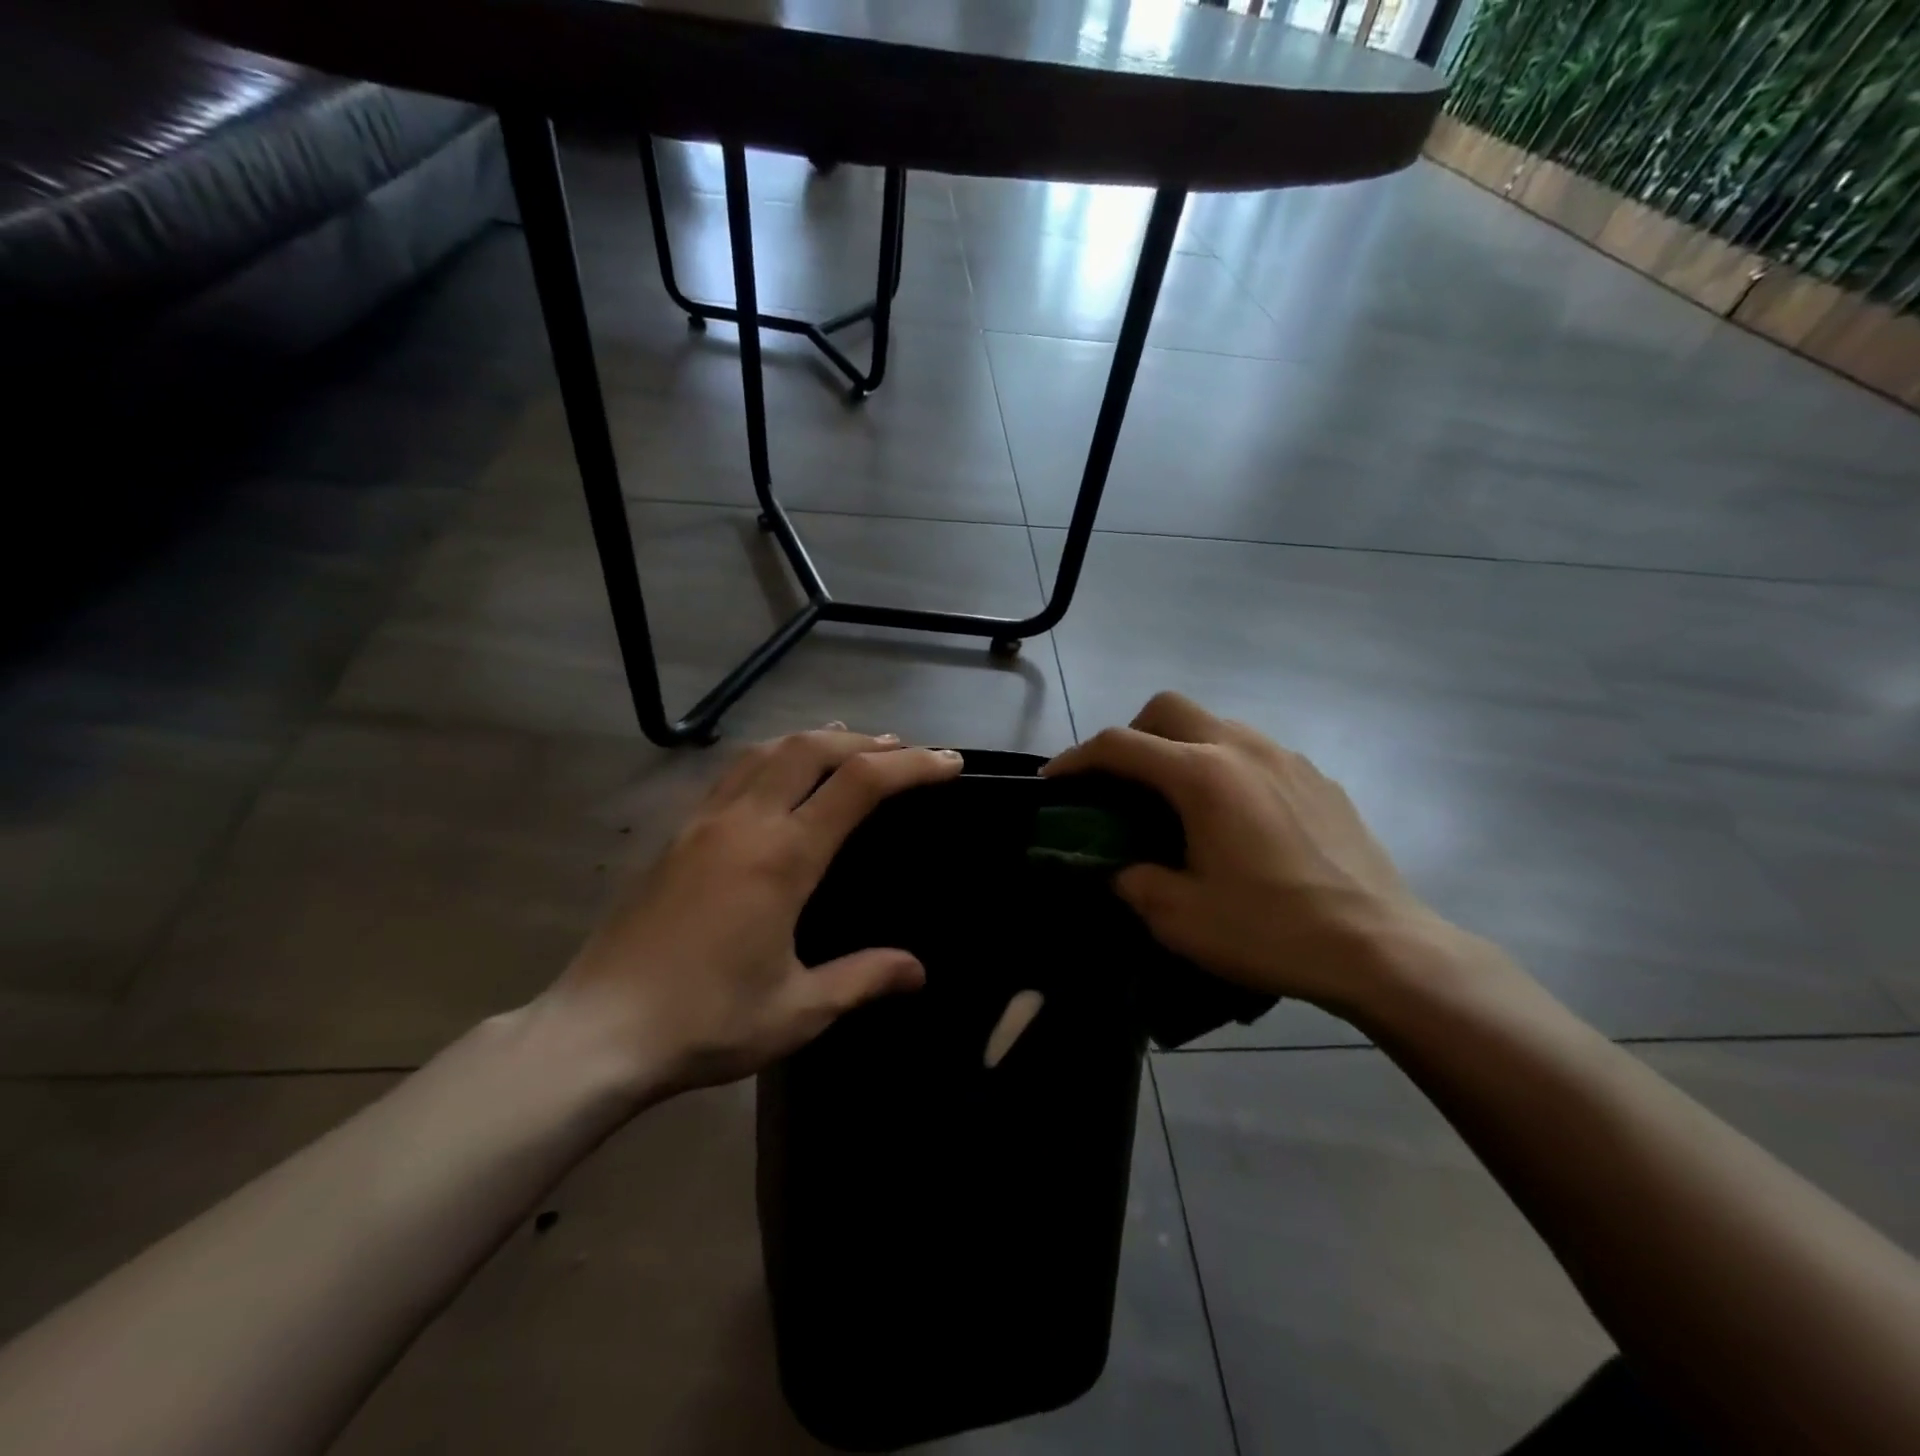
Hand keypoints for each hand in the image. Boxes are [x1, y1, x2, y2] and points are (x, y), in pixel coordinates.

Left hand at [540, 727, 962, 1098]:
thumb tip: (918, 970)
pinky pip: (733, 772)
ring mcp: (703, 822)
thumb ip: (863, 979)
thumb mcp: (798, 1010)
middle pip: (813, 748)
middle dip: (867, 741)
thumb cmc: (706, 1021)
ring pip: (767, 750)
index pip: (859, 784)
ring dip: (816, 739)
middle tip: (905, 750)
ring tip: (849, 745)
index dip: (912, 766)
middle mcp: (745, 822)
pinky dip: (772, 756)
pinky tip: (778, 776)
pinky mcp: (675, 834)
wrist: (597, 1033)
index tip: (949, 762)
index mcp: (783, 856)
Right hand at [1044, 692, 1450, 1013]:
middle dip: (1131, 735)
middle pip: (1167, 708)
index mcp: (1202, 776)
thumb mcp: (1180, 918)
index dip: (1077, 758)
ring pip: (1214, 723)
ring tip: (1178, 800)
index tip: (1054, 780)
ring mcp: (1286, 757)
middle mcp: (1242, 749)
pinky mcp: (1318, 777)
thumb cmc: (1272, 930)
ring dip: (1180, 747)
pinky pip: (1255, 751)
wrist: (1381, 948)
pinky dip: (1225, 765)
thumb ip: (1133, 881)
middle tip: (1121, 782)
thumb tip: (1120, 867)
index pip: (1120, 745)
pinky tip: (1236, 816)